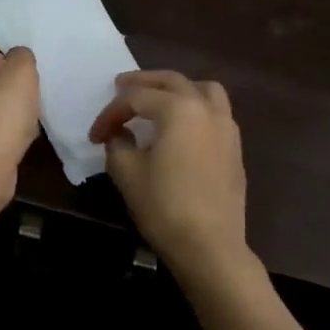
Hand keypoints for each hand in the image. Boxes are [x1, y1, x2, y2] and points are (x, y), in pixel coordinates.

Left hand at [0, 49, 40, 207]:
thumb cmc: (0, 111)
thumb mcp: (21, 72)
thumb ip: (21, 58)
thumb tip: (18, 57)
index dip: (7, 66)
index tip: (24, 79)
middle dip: (3, 92)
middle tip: (26, 100)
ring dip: (1, 117)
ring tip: (25, 123)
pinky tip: (16, 144)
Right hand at [90, 70, 253, 282]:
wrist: (211, 248)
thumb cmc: (165, 206)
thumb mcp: (127, 173)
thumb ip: (118, 144)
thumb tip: (119, 134)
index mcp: (177, 108)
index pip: (135, 98)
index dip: (110, 113)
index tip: (95, 136)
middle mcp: (205, 108)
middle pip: (171, 81)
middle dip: (142, 83)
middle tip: (120, 87)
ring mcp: (225, 126)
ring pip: (202, 89)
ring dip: (177, 88)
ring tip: (159, 99)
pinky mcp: (234, 147)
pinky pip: (215, 111)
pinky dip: (195, 106)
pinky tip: (181, 127)